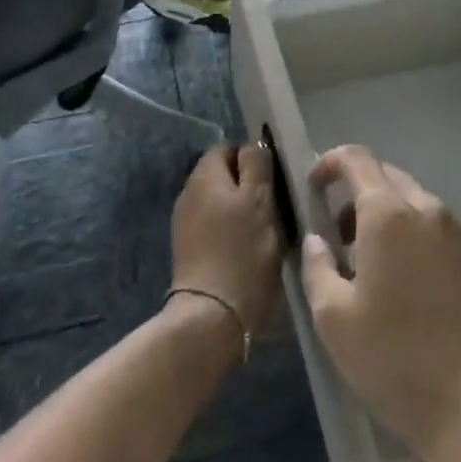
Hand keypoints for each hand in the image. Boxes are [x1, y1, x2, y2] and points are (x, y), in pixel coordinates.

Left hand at [170, 143, 283, 346]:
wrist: (212, 316)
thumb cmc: (242, 251)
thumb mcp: (259, 200)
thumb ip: (257, 165)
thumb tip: (254, 145)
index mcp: (205, 174)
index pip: (230, 148)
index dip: (253, 159)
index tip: (274, 181)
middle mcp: (189, 192)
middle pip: (224, 176)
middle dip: (249, 187)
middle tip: (274, 208)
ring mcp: (186, 223)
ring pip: (221, 203)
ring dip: (241, 212)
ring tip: (264, 232)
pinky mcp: (189, 250)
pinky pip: (215, 228)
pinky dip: (231, 233)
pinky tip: (247, 252)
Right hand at [300, 145, 460, 461]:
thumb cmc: (394, 360)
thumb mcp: (333, 318)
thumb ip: (317, 265)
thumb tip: (317, 238)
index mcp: (388, 213)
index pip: (357, 158)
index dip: (330, 163)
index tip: (314, 188)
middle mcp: (428, 208)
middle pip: (388, 176)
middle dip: (358, 193)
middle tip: (339, 235)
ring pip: (416, 202)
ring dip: (389, 215)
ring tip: (374, 264)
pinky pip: (440, 228)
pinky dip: (417, 235)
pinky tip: (411, 283)